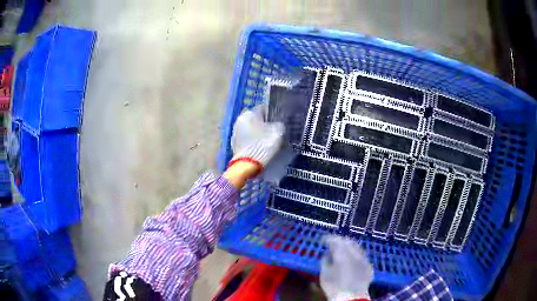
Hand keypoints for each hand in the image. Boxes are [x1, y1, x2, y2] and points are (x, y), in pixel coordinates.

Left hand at [229, 105, 284, 174]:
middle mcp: (239, 120)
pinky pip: (248, 139)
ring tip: (269, 142)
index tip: (280, 121)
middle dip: (266, 125)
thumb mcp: (277, 131)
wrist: (247, 165)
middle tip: (276, 132)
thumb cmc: (263, 144)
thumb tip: (278, 124)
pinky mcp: (235, 144)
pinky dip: (254, 142)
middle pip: (256, 120)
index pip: (263, 108)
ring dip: (260, 134)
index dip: (273, 114)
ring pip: (252, 130)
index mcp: (248, 113)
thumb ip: (279, 124)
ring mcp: (235, 133)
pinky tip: (261, 148)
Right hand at [320, 235, 373, 300]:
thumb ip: (325, 260)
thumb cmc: (334, 286)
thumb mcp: (324, 274)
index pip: (336, 241)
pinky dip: (356, 254)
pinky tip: (352, 258)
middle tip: (333, 242)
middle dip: (340, 240)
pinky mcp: (369, 266)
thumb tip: (327, 253)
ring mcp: (364, 259)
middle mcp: (355, 253)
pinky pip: (362, 256)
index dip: (329, 239)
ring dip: (349, 246)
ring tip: (343, 248)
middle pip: (348, 242)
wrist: (351, 298)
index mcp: (343, 254)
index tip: (323, 239)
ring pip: (357, 247)